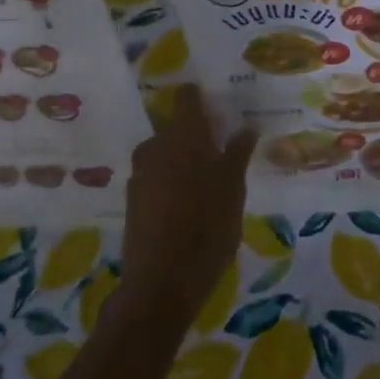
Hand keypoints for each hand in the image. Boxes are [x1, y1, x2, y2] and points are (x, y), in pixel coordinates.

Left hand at [117, 85, 257, 335]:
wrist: (162, 282)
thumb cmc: (207, 228)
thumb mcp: (233, 189)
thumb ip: (238, 154)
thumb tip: (246, 127)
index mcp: (183, 137)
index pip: (187, 99)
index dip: (200, 96)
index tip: (217, 100)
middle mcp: (156, 147)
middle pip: (175, 127)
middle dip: (196, 132)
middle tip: (221, 146)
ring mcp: (140, 174)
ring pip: (164, 153)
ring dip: (183, 157)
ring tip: (208, 177)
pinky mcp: (133, 200)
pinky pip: (156, 177)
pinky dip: (171, 180)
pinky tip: (188, 201)